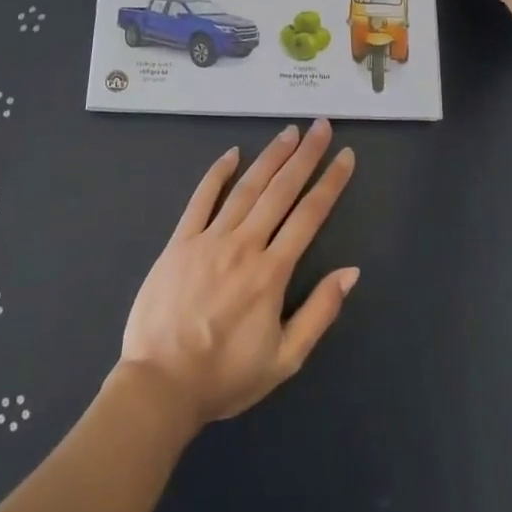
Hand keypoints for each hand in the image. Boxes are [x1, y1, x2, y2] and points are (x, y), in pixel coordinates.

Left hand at [120, 120, 358, 427]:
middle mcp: (244, 246)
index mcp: (272, 273)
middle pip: (280, 191)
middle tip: (320, 126)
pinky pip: (200, 199)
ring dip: (270, 157)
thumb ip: (320, 312)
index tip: (346, 156)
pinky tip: (232, 154)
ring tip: (289, 132)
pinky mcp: (180, 242)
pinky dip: (217, 174)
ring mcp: (209, 240)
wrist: (160, 385)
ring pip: (246, 188)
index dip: (330, 183)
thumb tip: (351, 271)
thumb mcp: (285, 359)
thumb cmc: (225, 376)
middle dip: (305, 156)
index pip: (309, 216)